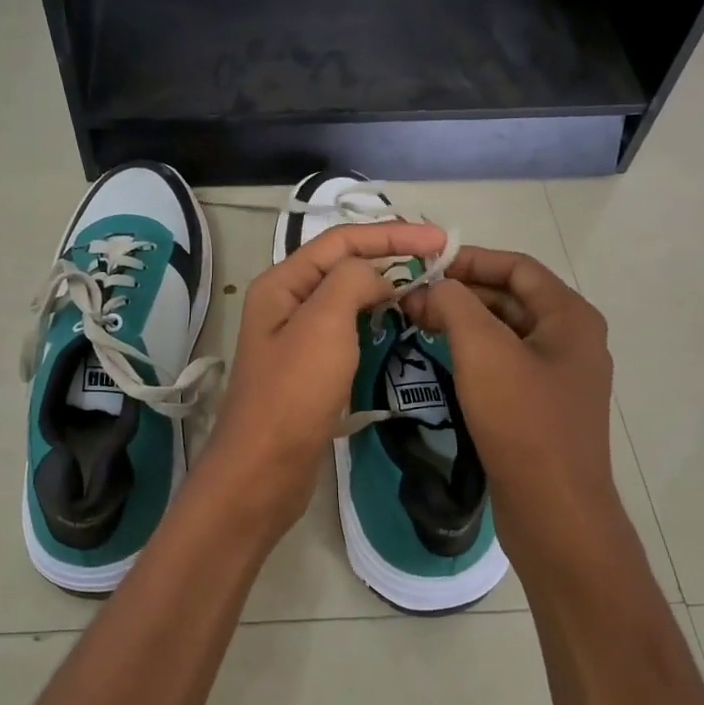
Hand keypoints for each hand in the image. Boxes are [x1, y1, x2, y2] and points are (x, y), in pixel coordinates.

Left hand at [197, 221, 448, 539]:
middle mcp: (286, 303)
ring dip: (384, 288)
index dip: (391, 234)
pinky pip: (347, 331)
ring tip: (425, 289)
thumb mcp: (324, 323)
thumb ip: (352, 281)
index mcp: (282, 283)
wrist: (264, 470)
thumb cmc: (293, 393)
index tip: (439, 240)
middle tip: (438, 263)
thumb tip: (378, 277)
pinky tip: (399, 326)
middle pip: (344, 266)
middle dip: (390, 257)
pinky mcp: (310, 369)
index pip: (341, 241)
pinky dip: (374, 321)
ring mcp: (297, 338)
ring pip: (347, 299)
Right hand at [402, 248, 629, 569]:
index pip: (516, 267)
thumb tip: (435, 288)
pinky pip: (504, 364)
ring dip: (463, 322)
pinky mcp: (541, 406)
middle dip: (460, 293)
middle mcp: (570, 340)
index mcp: (570, 317)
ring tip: (417, 323)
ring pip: (504, 332)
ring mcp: (557, 376)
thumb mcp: (483, 350)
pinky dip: (472, 353)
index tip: (425, 264)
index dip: (470, 258)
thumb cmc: (522, 421)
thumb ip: (455, 304)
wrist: (553, 510)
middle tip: (412, 298)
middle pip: (510, 298)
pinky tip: (439, 358)